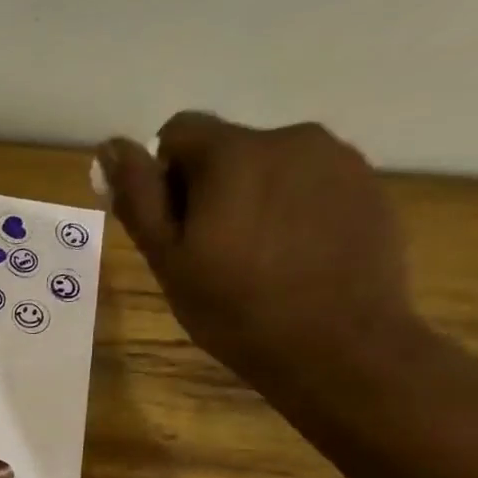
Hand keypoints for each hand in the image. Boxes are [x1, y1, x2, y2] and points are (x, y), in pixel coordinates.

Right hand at [95, 114, 427, 399]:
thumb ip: (139, 197)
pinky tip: (295, 258)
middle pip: (228, 148)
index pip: (178, 132)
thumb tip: (109, 147)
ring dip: (253, 197)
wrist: (338, 345)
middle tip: (210, 253)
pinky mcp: (368, 185)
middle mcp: (290, 137)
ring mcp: (338, 159)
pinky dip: (293, 210)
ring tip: (257, 258)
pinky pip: (312, 184)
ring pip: (271, 166)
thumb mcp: (168, 259)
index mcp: (233, 153)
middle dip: (210, 188)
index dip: (164, 177)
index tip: (172, 226)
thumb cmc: (235, 308)